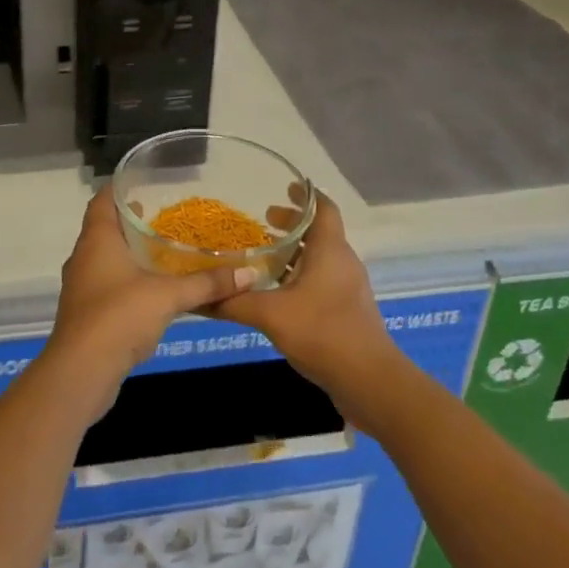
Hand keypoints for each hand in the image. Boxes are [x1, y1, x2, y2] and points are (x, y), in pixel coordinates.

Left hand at [44, 186, 255, 409]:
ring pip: (107, 257)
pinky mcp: (86, 312)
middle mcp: (84, 256)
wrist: (81, 372)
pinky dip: (129, 279)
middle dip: (133, 220)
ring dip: (131, 252)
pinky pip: (108, 283)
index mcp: (97, 239)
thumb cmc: (119, 317)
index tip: (146, 180)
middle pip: (106, 227)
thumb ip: (207, 283)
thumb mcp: (169, 296)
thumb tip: (250, 273)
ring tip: (165, 248)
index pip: (103, 199)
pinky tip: (154, 288)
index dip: (121, 187)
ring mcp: (82, 285)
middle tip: (166, 214)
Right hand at [215, 190, 406, 407]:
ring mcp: (348, 288)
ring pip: (321, 258)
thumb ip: (235, 302)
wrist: (370, 381)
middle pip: (320, 231)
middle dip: (293, 224)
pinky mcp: (347, 312)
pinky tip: (278, 293)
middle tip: (264, 221)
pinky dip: (301, 275)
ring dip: (296, 252)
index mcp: (330, 250)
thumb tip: (198, 295)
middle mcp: (343, 262)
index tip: (285, 186)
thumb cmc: (324, 333)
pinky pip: (322, 281)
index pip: (324, 208)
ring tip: (266, 255)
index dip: (306, 195)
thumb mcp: (271, 315)